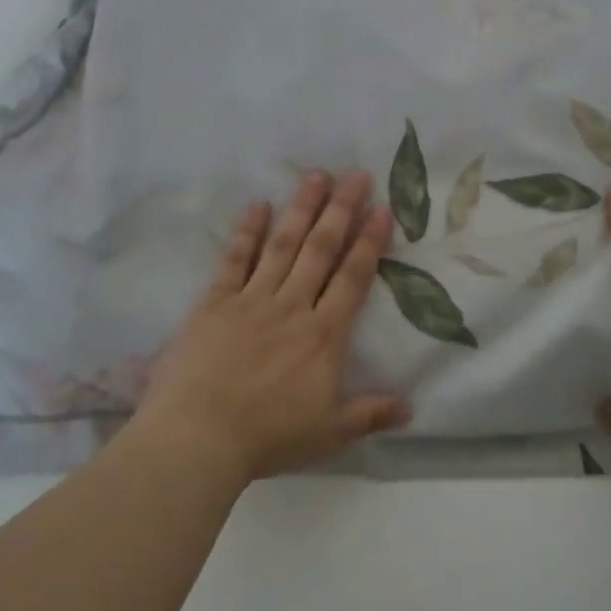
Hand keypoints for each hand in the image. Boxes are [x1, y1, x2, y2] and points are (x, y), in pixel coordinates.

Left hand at [135, 170, 410, 481]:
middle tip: (355, 174)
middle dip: (340, 210)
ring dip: (301, 209)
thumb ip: (370, 413)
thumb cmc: (268, 437)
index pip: (353, 278)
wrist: (199, 436)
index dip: (369, 242)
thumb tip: (411, 407)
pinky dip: (247, 232)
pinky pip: (234, 260)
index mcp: (323, 335)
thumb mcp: (329, 433)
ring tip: (316, 176)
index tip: (381, 209)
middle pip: (321, 249)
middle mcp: (292, 306)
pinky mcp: (215, 302)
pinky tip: (257, 206)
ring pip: (283, 245)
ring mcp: (252, 299)